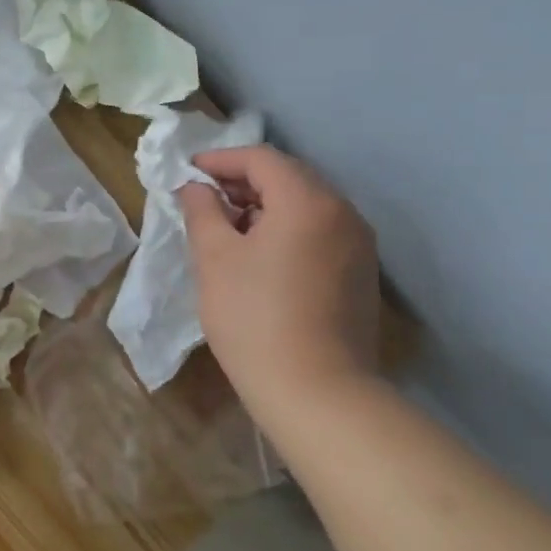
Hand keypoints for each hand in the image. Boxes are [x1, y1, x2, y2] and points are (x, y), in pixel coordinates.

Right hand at [178, 145, 379, 422]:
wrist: (317, 391)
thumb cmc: (254, 317)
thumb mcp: (214, 259)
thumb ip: (202, 212)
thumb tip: (196, 188)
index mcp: (307, 201)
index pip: (262, 159)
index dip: (221, 159)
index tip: (189, 171)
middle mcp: (343, 212)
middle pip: (290, 177)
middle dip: (244, 181)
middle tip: (206, 198)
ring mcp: (359, 244)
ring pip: (307, 205)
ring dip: (266, 205)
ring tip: (228, 227)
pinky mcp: (361, 274)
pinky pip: (320, 231)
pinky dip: (288, 228)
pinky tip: (261, 255)